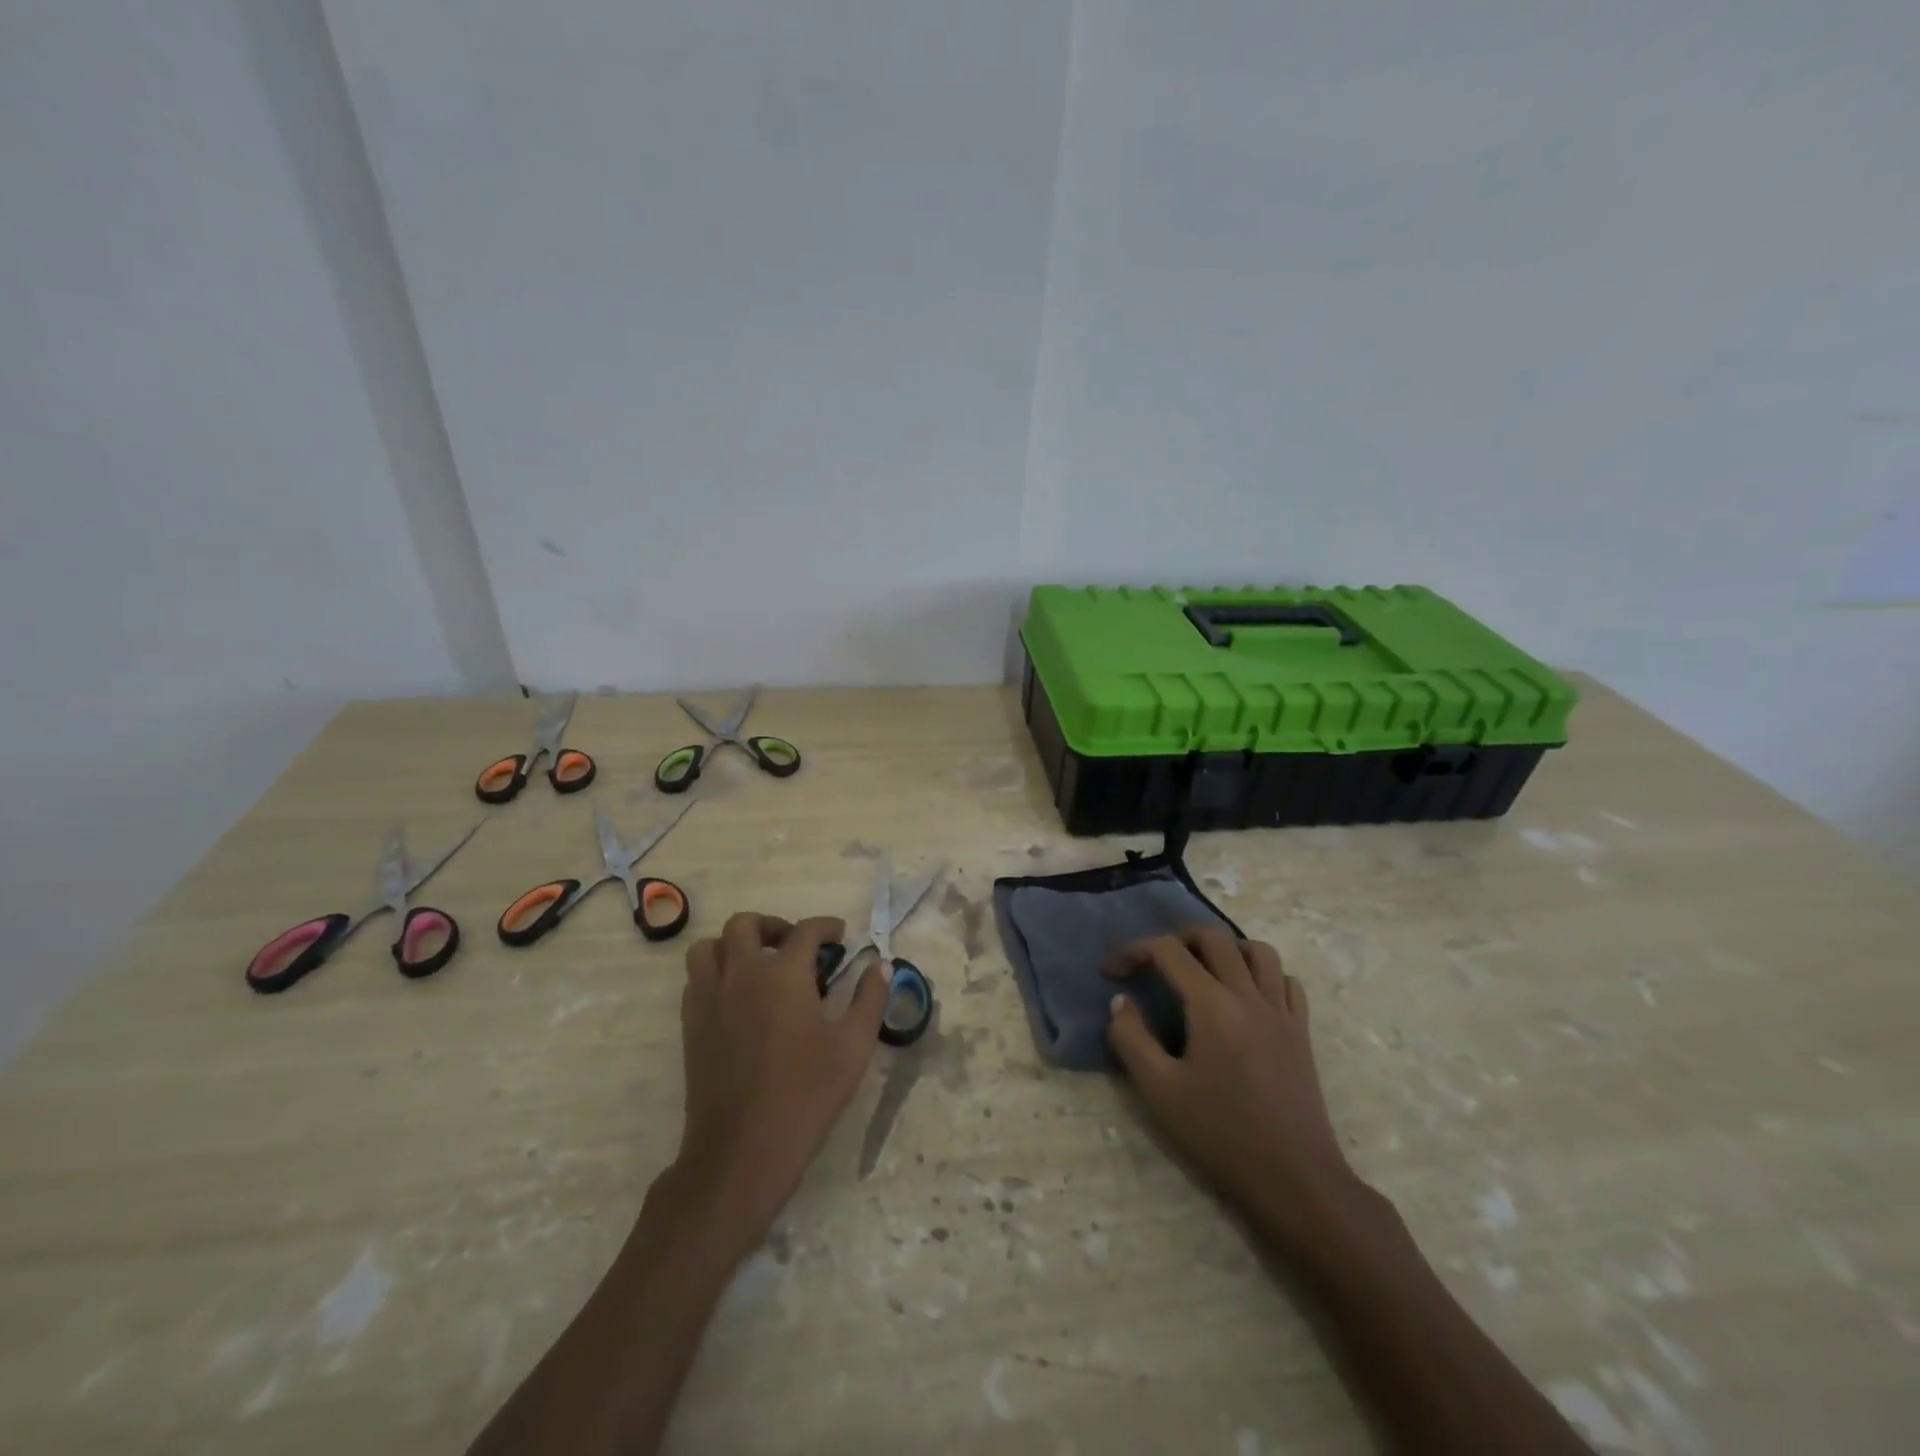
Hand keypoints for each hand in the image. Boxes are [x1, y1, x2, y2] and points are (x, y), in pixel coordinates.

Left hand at [669, 912, 888, 1253]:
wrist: (742, 1149)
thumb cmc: (806, 1094)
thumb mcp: (854, 1047)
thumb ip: (870, 999)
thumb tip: (881, 965)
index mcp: (783, 973)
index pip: (805, 931)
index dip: (825, 926)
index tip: (839, 935)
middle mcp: (741, 974)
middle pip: (745, 924)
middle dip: (773, 926)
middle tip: (794, 945)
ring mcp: (709, 998)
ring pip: (709, 947)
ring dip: (733, 944)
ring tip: (757, 963)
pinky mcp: (691, 1025)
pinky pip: (695, 979)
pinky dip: (715, 972)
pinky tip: (736, 996)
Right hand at [1105, 926, 1361, 1248]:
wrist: (1294, 1179)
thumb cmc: (1221, 1135)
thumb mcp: (1159, 1091)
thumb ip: (1131, 1039)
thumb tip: (1121, 1002)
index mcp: (1212, 1004)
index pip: (1168, 951)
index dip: (1134, 951)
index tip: (1112, 972)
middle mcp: (1249, 995)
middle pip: (1213, 937)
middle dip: (1176, 937)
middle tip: (1153, 960)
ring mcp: (1281, 1011)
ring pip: (1257, 951)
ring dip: (1225, 947)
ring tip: (1204, 968)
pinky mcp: (1301, 1032)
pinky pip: (1286, 981)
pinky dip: (1263, 973)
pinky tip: (1247, 994)